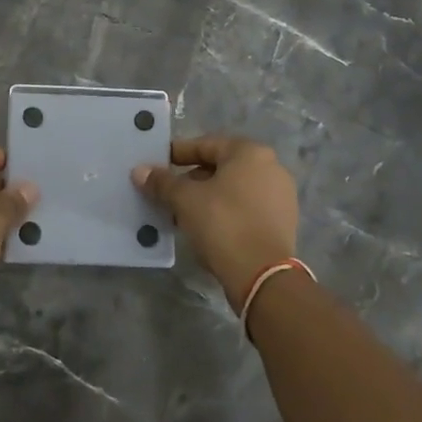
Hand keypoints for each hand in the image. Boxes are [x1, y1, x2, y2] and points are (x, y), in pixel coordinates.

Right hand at [133, 136, 297, 310]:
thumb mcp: (185, 200)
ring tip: (181, 212)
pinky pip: (245, 208)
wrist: (262, 275)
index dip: (177, 153)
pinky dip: (224, 212)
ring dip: (206, 197)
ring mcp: (280, 196)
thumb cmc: (223, 224)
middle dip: (191, 179)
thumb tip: (140, 171)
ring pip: (233, 189)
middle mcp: (271, 167)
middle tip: (166, 192)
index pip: (205, 145)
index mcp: (250, 153)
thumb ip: (162, 182)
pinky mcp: (282, 222)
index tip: (157, 164)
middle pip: (220, 167)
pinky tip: (204, 227)